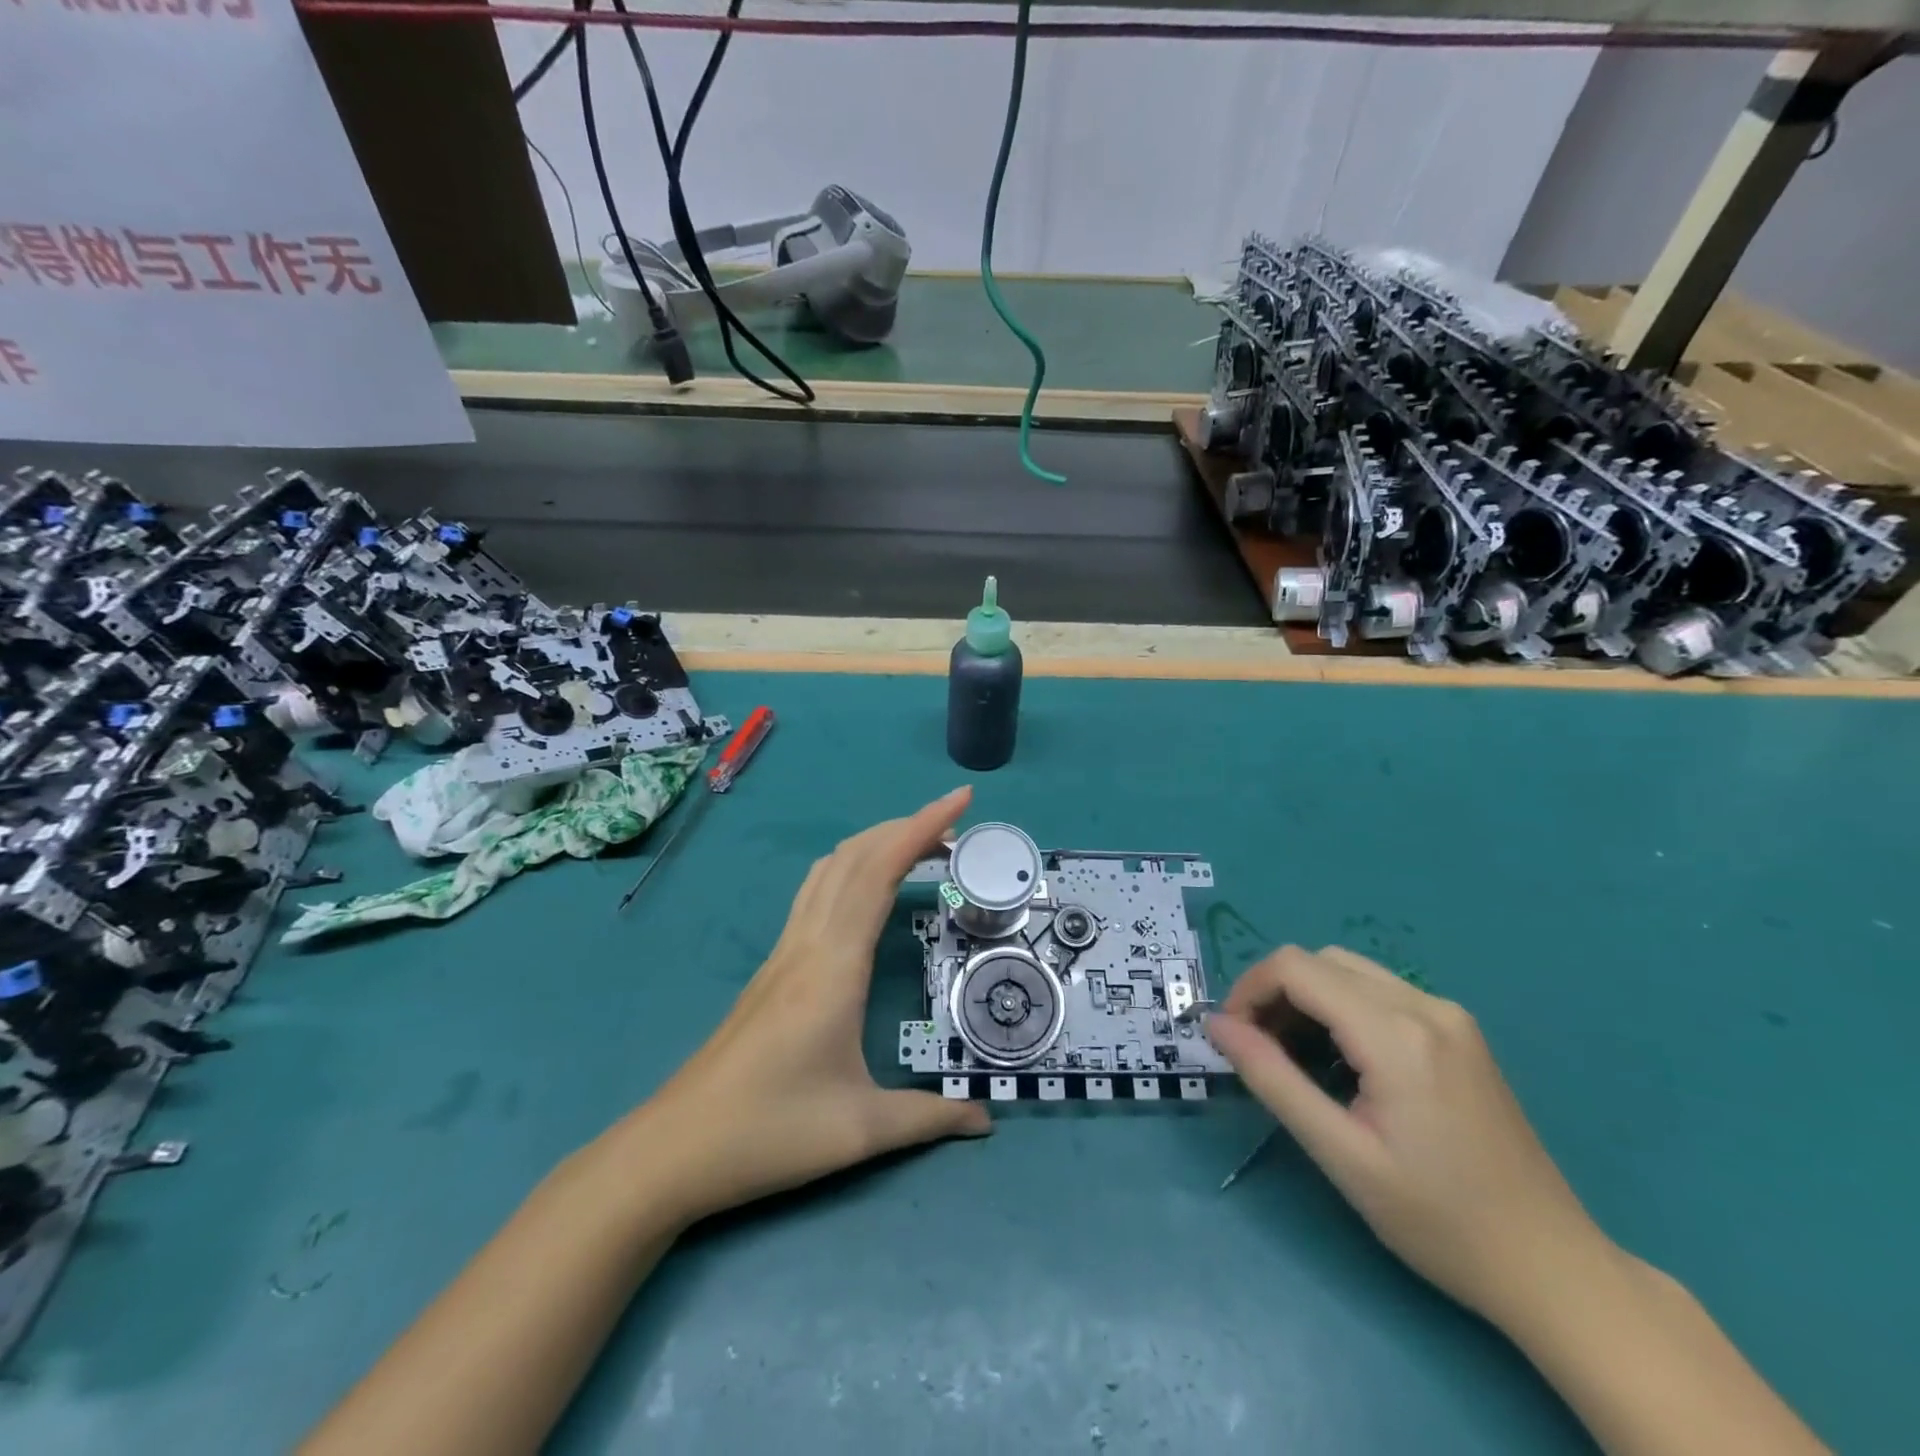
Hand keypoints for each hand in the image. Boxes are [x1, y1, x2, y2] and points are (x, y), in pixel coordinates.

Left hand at [633, 786, 990, 1227]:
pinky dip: (851, 868)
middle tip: (955, 828)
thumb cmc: (769, 1132)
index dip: (922, 827)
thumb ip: (929, 1118)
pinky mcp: (773, 966)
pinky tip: (866, 890)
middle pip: (855, 856)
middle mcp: (808, 942)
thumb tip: (986, 1121)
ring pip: (830, 869)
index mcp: (834, 965)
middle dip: (906, 826)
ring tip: (918, 848)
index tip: (960, 798)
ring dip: (875, 843)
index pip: (880, 871)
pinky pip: (816, 893)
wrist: (674, 1148)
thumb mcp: (861, 1130)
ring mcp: (785, 950)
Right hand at [1205, 945, 1610, 1326]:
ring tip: (1292, 1057)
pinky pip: (1378, 991)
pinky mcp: (1459, 1032)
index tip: (1231, 1037)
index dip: (1249, 990)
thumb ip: (1271, 1078)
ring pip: (1347, 971)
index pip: (1295, 968)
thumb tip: (1215, 1024)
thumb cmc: (1438, 1221)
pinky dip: (1339, 1008)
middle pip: (1319, 961)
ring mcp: (1449, 1015)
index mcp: (1397, 1034)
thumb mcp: (1340, 1154)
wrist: (1551, 1267)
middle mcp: (1425, 1006)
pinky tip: (1340, 1061)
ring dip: (1305, 998)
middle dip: (1274, 994)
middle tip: (1258, 1051)